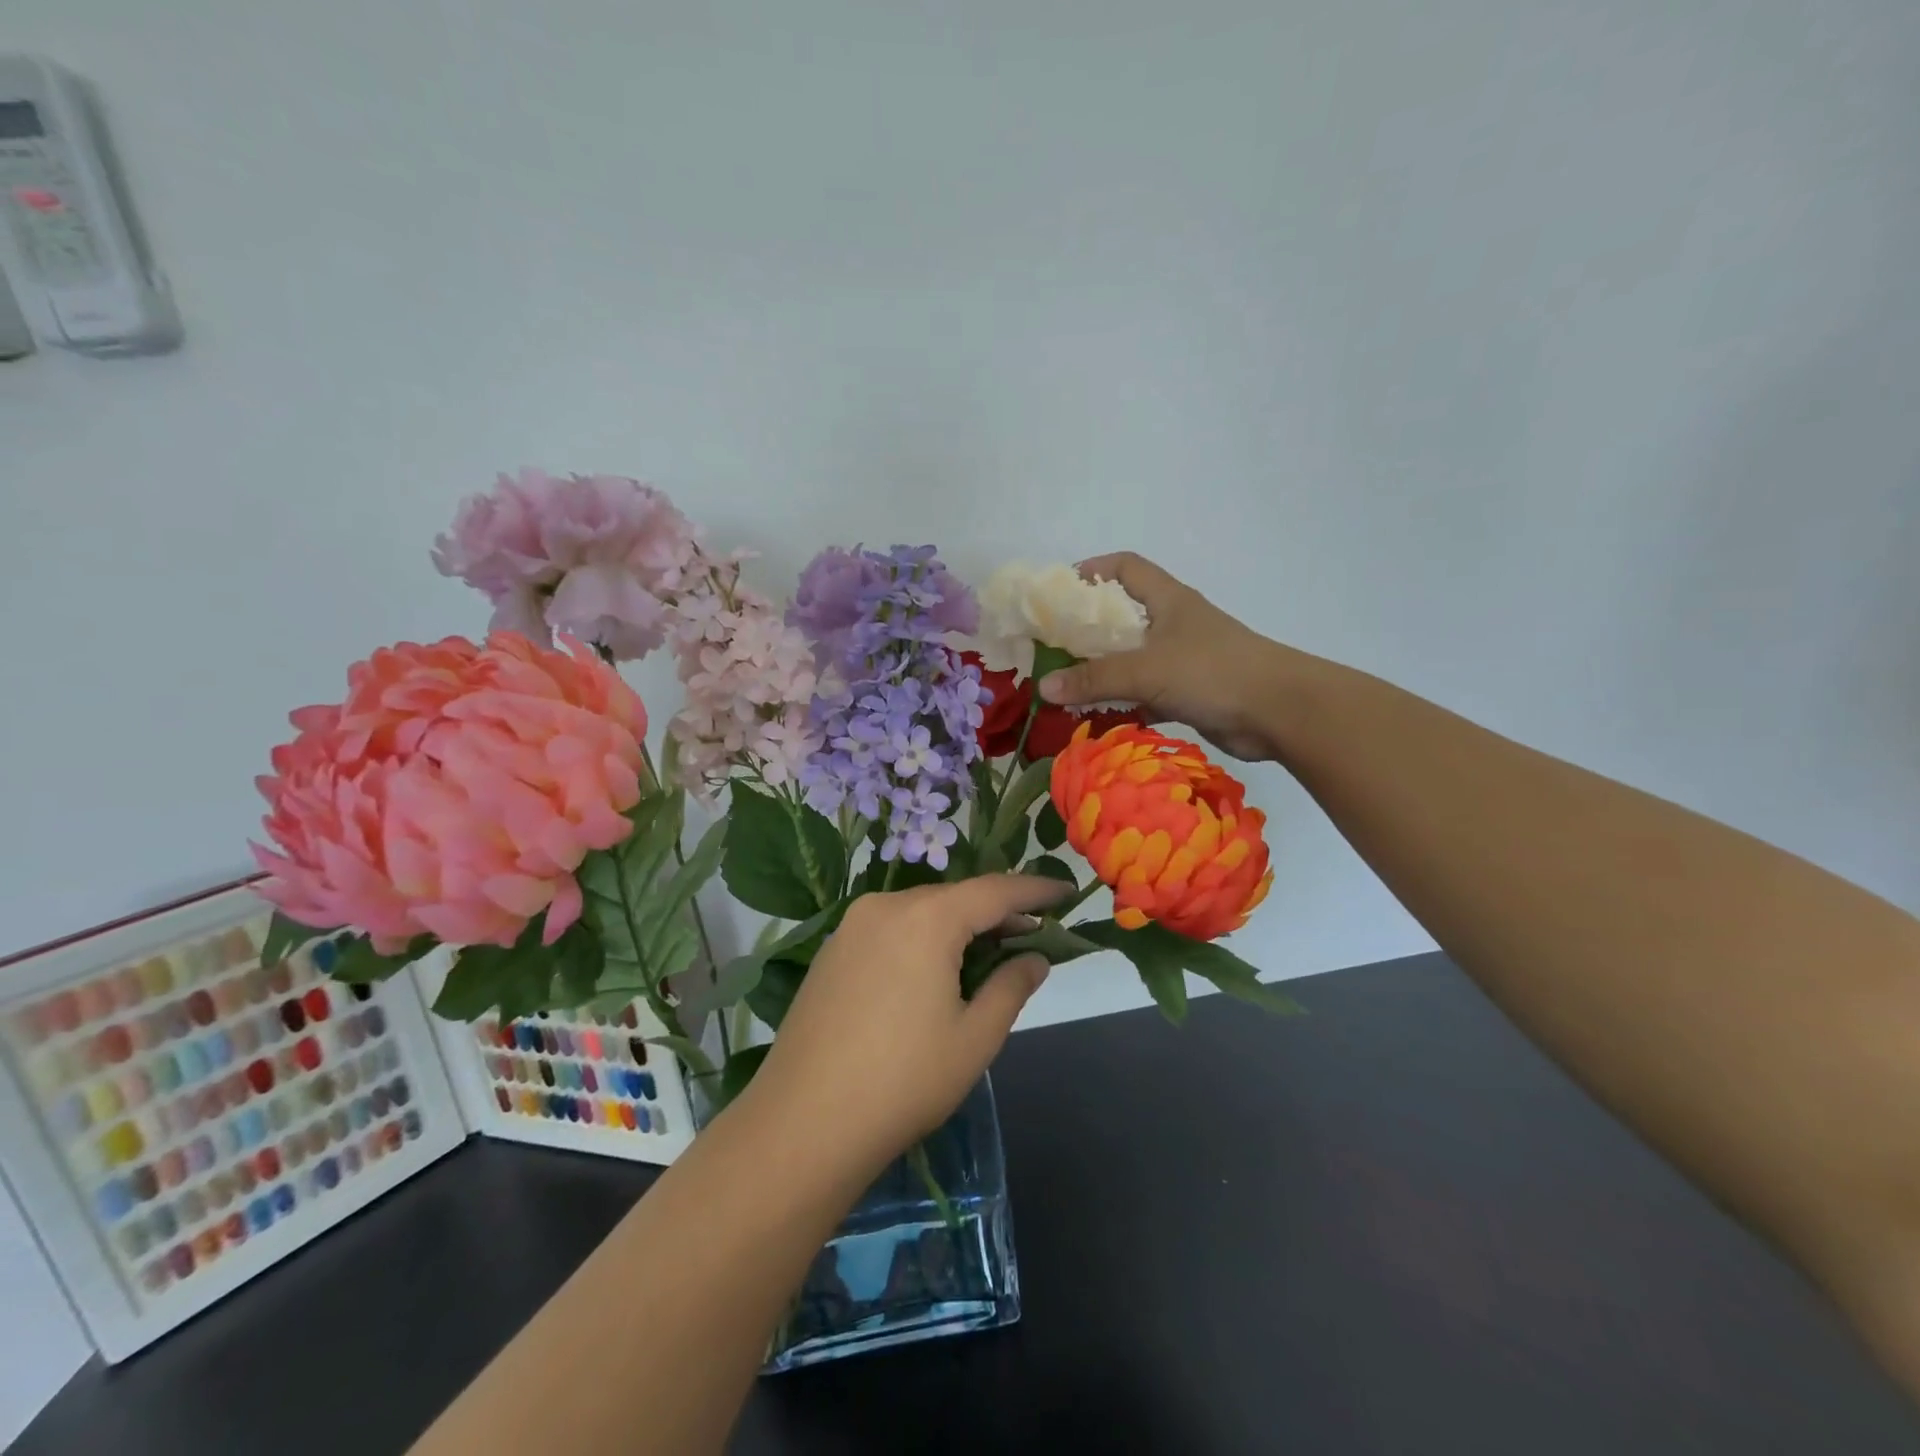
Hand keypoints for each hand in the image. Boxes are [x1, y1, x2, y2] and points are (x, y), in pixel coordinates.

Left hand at [745, 875, 1068, 1174]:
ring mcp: (852, 926)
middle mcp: (886, 906)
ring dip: (959, 927)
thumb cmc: (902, 1081)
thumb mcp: (975, 1038)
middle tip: (1033, 936)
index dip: (1035, 890)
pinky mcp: (832, 951)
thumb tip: (1035, 957)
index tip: (1066, 891)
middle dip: (996, 913)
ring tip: (989, 956)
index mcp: (926, 918)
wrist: (802, 1123)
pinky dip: (924, 938)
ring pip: (922, 912)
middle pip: (956, 898)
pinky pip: (892, 929)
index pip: (996, 890)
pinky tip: (935, 971)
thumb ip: (1011, 987)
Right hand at [1038, 552, 1298, 761]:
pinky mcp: (1190, 692)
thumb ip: (1094, 679)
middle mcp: (1174, 623)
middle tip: (1052, 646)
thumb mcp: (1146, 670)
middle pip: (1123, 616)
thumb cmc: (1212, 672)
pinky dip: (1124, 702)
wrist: (1279, 711)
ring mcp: (1184, 659)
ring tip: (1066, 684)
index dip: (1093, 570)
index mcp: (1168, 600)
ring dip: (1104, 670)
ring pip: (1134, 658)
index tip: (1060, 591)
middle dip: (1088, 629)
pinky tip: (1099, 716)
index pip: (1126, 567)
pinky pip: (1146, 692)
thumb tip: (1043, 687)